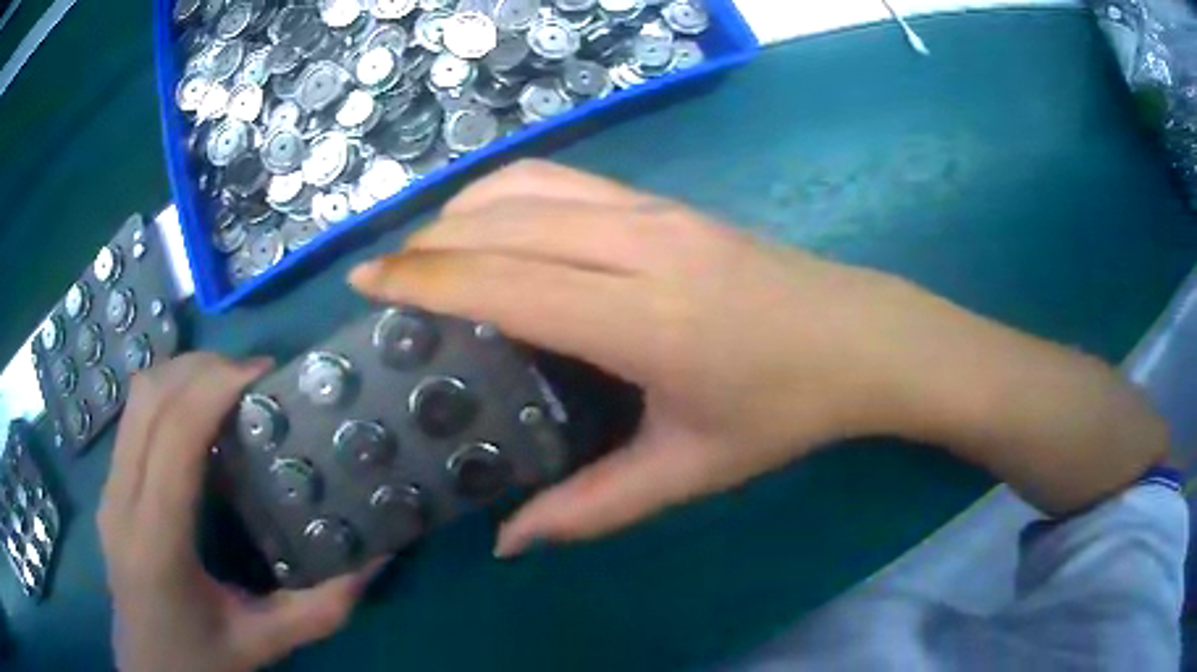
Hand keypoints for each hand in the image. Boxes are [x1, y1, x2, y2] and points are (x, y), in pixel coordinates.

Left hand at [98, 354, 381, 671]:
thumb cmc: (201, 662)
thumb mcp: (264, 644)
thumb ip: (321, 608)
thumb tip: (373, 560)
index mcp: (156, 541)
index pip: (174, 433)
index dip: (215, 386)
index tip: (263, 374)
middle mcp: (121, 501)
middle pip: (150, 397)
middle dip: (202, 368)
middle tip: (253, 377)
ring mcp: (109, 490)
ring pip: (136, 399)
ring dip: (182, 374)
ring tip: (228, 387)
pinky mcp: (109, 489)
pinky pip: (133, 418)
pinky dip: (167, 397)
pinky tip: (197, 419)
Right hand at [350, 161, 1165, 553]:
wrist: (862, 339)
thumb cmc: (785, 410)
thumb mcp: (689, 472)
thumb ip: (592, 509)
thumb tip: (510, 543)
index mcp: (640, 318)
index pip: (502, 282)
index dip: (422, 277)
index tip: (366, 282)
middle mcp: (639, 245)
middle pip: (502, 222)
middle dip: (427, 241)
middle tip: (383, 274)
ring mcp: (657, 212)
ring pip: (532, 185)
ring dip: (466, 208)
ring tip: (428, 248)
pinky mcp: (670, 202)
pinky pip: (569, 180)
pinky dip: (512, 192)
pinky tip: (496, 223)